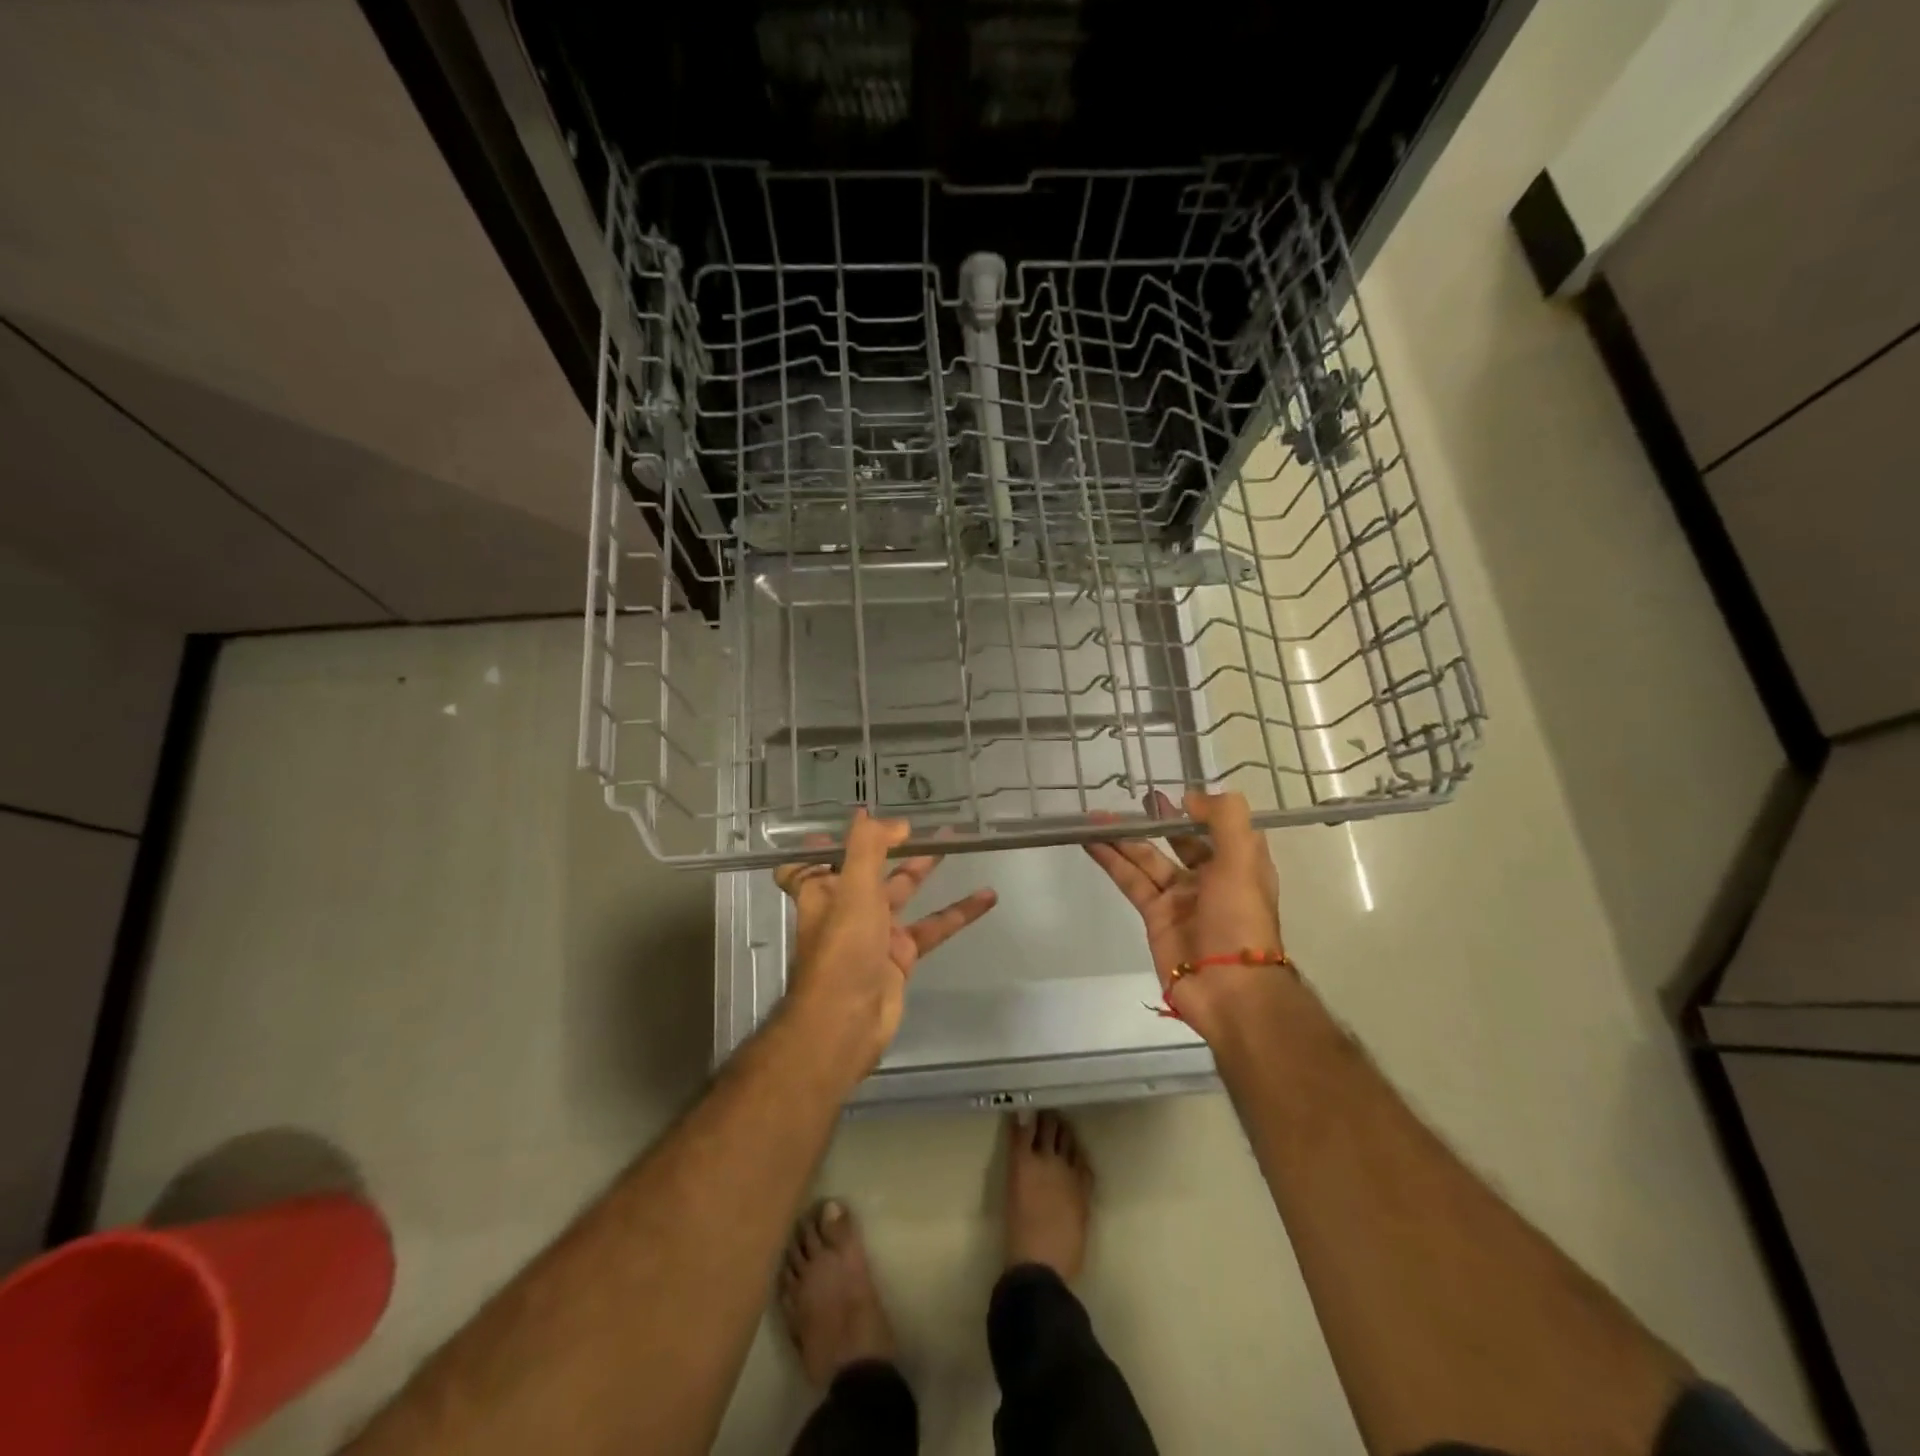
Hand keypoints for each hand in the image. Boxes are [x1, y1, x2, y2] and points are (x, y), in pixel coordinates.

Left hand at [774, 811, 997, 1078]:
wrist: (846, 1022)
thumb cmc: (842, 948)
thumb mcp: (853, 888)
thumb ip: (868, 847)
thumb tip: (884, 817)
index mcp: (823, 890)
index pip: (811, 862)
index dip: (824, 843)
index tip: (852, 820)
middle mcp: (846, 908)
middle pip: (869, 869)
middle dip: (893, 844)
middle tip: (924, 820)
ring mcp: (874, 933)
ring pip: (903, 893)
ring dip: (926, 869)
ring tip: (957, 841)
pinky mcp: (900, 956)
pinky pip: (932, 927)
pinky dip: (957, 913)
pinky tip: (987, 897)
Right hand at [1083, 790, 1288, 1042]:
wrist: (1229, 989)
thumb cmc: (1240, 919)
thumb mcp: (1243, 860)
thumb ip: (1223, 819)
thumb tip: (1191, 797)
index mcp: (1239, 865)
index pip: (1220, 829)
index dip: (1199, 810)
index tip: (1175, 794)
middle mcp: (1210, 878)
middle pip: (1178, 842)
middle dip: (1157, 821)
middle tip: (1134, 801)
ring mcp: (1180, 899)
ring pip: (1147, 859)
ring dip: (1124, 838)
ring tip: (1096, 816)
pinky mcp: (1154, 916)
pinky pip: (1130, 881)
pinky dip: (1111, 861)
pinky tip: (1091, 841)